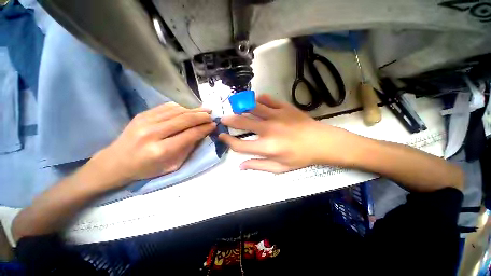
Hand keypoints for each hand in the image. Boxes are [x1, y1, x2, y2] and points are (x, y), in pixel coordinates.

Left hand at [94, 102, 215, 185]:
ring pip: (177, 111)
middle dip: (201, 117)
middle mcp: (153, 133)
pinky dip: (182, 106)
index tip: (214, 125)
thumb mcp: (172, 165)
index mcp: (161, 150)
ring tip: (205, 109)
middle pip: (184, 120)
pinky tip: (191, 107)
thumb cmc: (146, 169)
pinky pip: (167, 107)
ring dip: (194, 109)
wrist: (116, 161)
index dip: (204, 129)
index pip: (190, 135)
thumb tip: (201, 134)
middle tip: (212, 115)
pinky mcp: (142, 114)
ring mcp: (145, 121)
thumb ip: (187, 149)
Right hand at [218, 94, 356, 172]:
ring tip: (235, 107)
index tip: (222, 136)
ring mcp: (276, 116)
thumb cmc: (300, 157)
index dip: (228, 141)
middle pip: (242, 122)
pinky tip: (256, 102)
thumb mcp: (280, 168)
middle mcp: (268, 130)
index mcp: (267, 147)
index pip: (239, 145)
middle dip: (229, 120)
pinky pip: (267, 99)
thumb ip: (258, 166)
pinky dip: (259, 99)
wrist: (322, 142)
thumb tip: (240, 166)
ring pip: (252, 107)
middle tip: (223, 119)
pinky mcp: (284, 107)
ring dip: (241, 106)